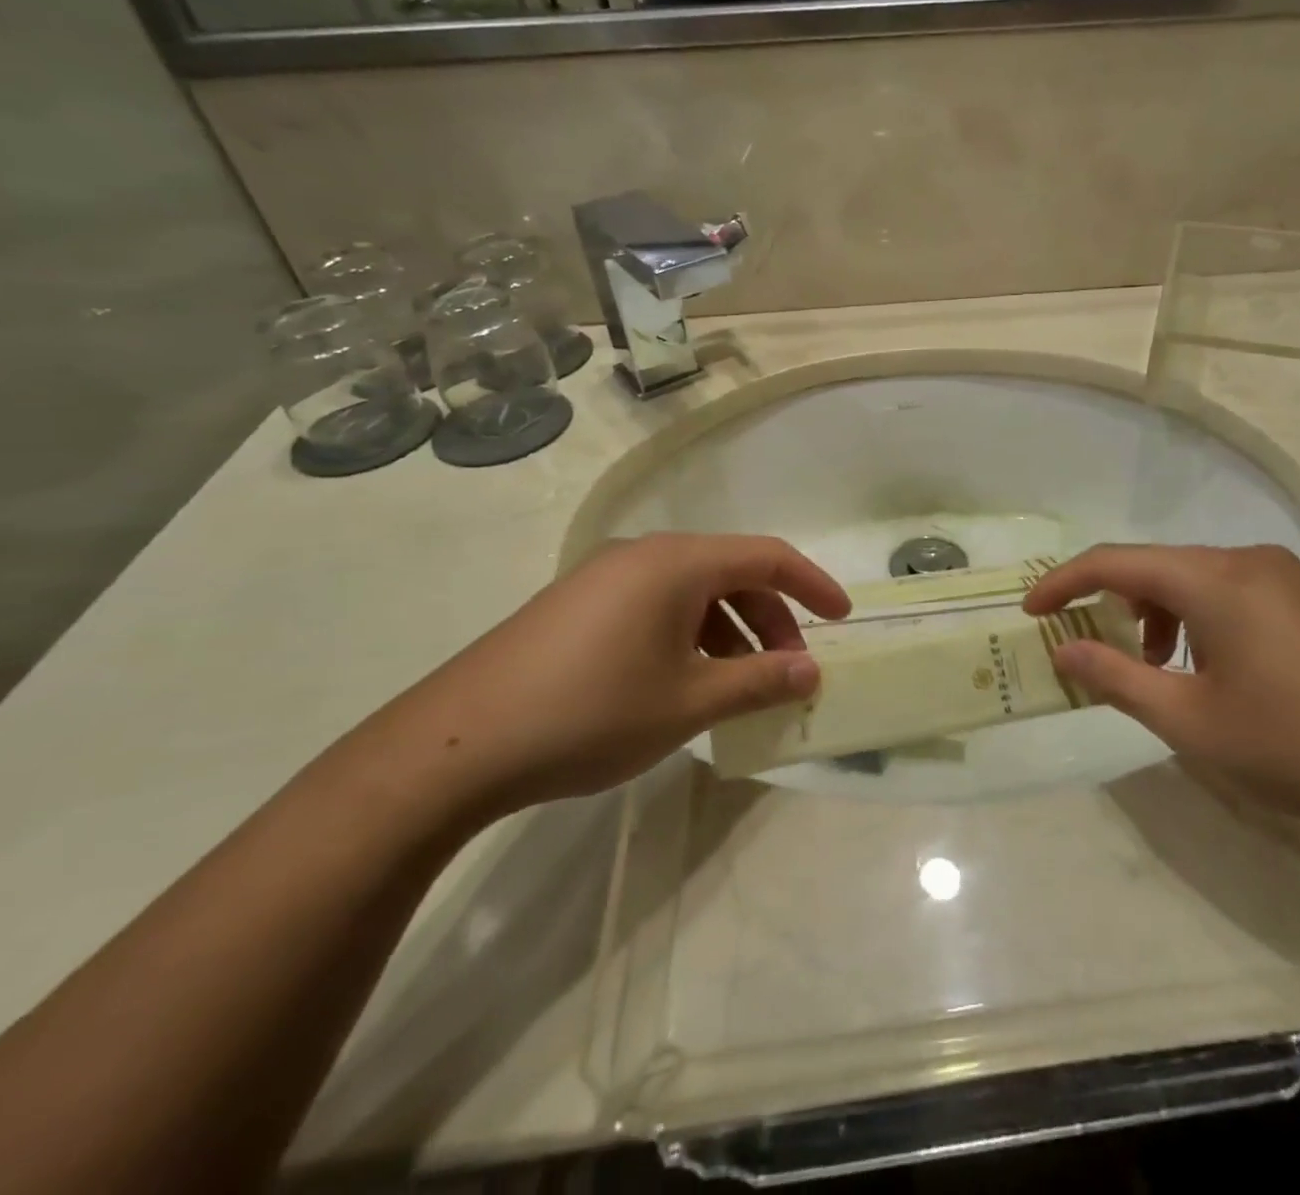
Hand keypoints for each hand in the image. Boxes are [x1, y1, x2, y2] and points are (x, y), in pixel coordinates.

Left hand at [387, 534, 850, 820]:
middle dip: (771, 619)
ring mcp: (604, 577)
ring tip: (739, 686)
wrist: (457, 744)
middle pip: (731, 573)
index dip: (813, 585)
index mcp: (676, 563)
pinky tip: (685, 682)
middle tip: (788, 671)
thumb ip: (759, 681)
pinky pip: (656, 606)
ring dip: (731, 632)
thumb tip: (811, 671)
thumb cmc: (591, 713)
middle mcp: (643, 555)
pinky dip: (690, 636)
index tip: (843, 618)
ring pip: (693, 593)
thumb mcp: (689, 701)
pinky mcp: (578, 605)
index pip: (767, 557)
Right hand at [1024, 545, 1299, 836]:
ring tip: (1154, 669)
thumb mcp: (1190, 721)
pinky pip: (1228, 593)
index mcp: (1213, 578)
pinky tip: (1208, 670)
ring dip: (1155, 614)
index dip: (1063, 583)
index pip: (1114, 562)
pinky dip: (1195, 620)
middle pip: (1154, 566)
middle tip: (1090, 649)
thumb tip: (1064, 649)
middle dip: (1111, 603)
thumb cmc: (1297, 746)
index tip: (1030, 612)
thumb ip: (1117, 677)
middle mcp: (1246, 561)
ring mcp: (1284, 578)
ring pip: (1192, 580)